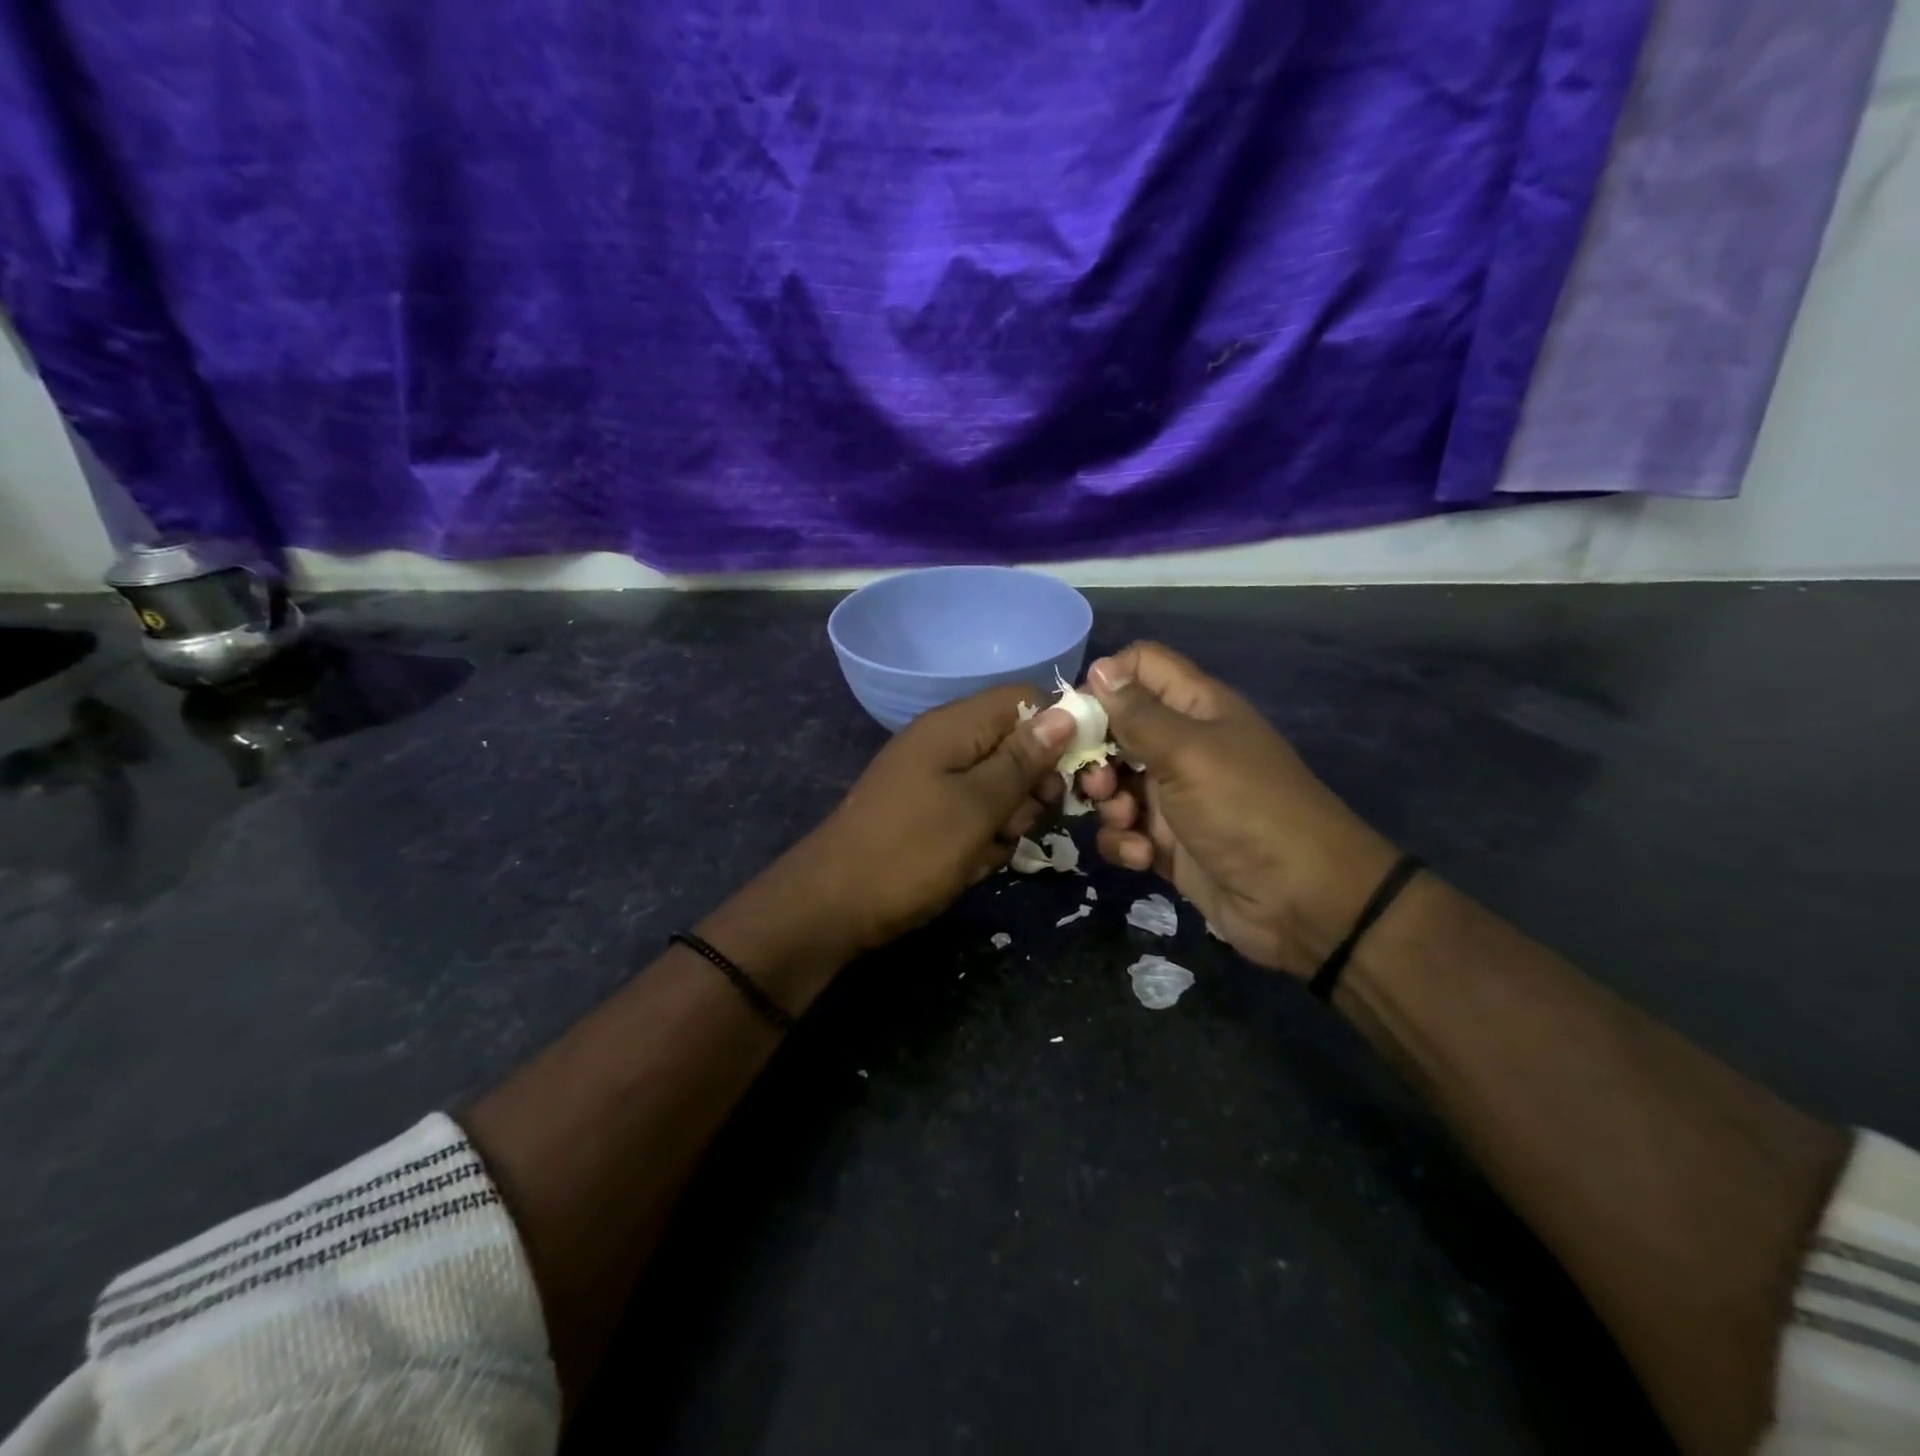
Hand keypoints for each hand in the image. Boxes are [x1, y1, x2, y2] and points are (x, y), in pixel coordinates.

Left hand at [797, 685, 1074, 954]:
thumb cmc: (911, 851)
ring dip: (1008, 820)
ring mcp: (933, 778)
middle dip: (1032, 787)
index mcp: (955, 726)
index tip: (1074, 775)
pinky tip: (970, 865)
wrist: (831, 906)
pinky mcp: (927, 811)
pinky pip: (973, 813)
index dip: (1058, 730)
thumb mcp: (977, 806)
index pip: (1026, 701)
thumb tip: (1065, 712)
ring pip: (999, 786)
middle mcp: (945, 742)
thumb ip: (1023, 760)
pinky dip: (981, 838)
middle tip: (1020, 824)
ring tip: (987, 850)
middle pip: (1016, 745)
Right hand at [1076, 643, 1397, 975]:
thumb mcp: (1188, 753)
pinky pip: (1124, 829)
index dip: (1106, 680)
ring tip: (1126, 820)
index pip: (1141, 666)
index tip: (1079, 713)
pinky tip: (1142, 856)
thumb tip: (1098, 668)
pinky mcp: (1166, 842)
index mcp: (1195, 708)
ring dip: (1107, 802)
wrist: (1301, 902)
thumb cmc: (1245, 809)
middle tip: (1096, 778)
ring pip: (1113, 782)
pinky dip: (1125, 841)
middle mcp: (1181, 745)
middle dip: (1095, 753)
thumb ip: (1138, 714)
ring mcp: (1173, 796)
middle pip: (1116, 728)